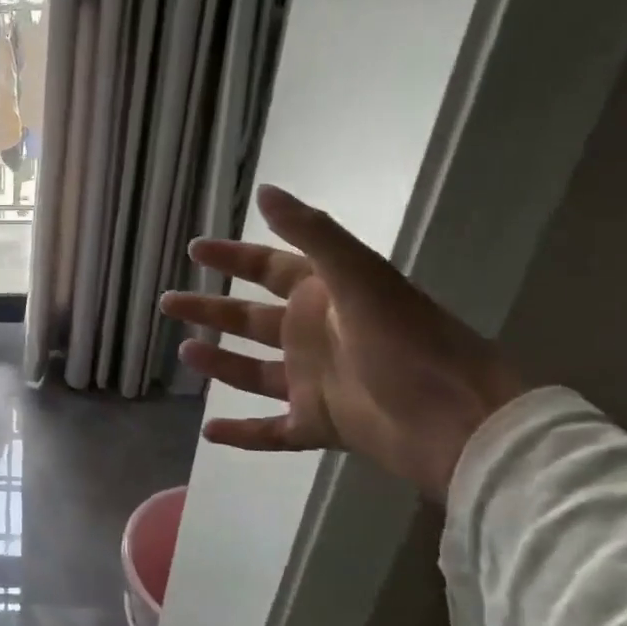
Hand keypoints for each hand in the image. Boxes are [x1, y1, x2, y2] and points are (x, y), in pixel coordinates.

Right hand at [160, 186, 526, 499]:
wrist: (458, 418)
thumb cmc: (407, 340)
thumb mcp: (358, 277)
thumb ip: (311, 234)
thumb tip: (264, 191)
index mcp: (324, 296)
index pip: (267, 267)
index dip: (231, 256)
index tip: (195, 248)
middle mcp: (314, 335)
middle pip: (250, 318)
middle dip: (210, 309)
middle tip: (168, 302)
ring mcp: (315, 381)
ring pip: (254, 371)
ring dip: (220, 362)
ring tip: (184, 352)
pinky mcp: (320, 424)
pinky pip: (271, 431)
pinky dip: (242, 434)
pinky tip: (208, 433)